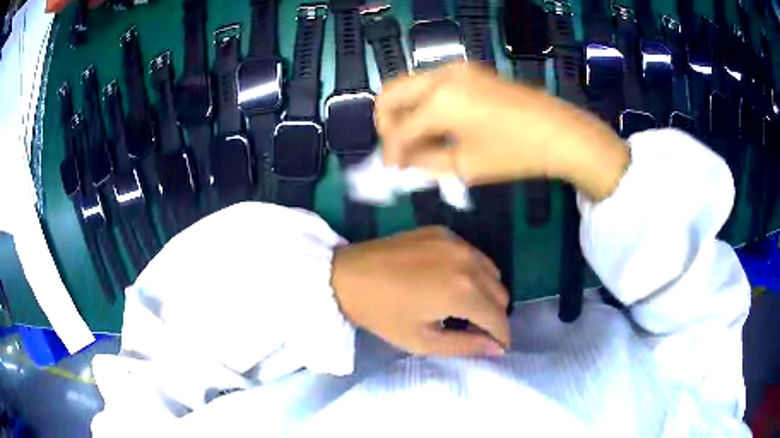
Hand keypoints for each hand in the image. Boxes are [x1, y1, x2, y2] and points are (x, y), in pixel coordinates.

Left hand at [331, 227, 510, 356]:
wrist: (346, 275)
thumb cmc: (381, 313)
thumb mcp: (422, 340)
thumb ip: (465, 345)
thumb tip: (497, 348)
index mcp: (462, 292)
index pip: (499, 318)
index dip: (501, 337)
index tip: (497, 347)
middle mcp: (467, 261)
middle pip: (500, 293)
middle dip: (493, 315)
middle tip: (472, 328)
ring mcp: (456, 241)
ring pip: (491, 271)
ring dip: (486, 292)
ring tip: (462, 306)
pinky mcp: (443, 231)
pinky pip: (473, 254)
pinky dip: (472, 271)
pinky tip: (449, 281)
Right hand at [376, 63, 629, 200]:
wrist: (559, 132)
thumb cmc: (515, 153)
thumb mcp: (466, 165)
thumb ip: (426, 162)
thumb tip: (404, 160)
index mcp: (439, 101)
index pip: (399, 128)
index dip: (391, 152)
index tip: (393, 169)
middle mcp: (441, 77)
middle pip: (391, 93)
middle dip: (387, 123)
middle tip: (398, 147)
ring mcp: (456, 70)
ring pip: (409, 85)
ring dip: (405, 112)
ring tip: (419, 139)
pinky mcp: (469, 71)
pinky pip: (431, 84)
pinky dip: (424, 104)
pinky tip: (438, 125)